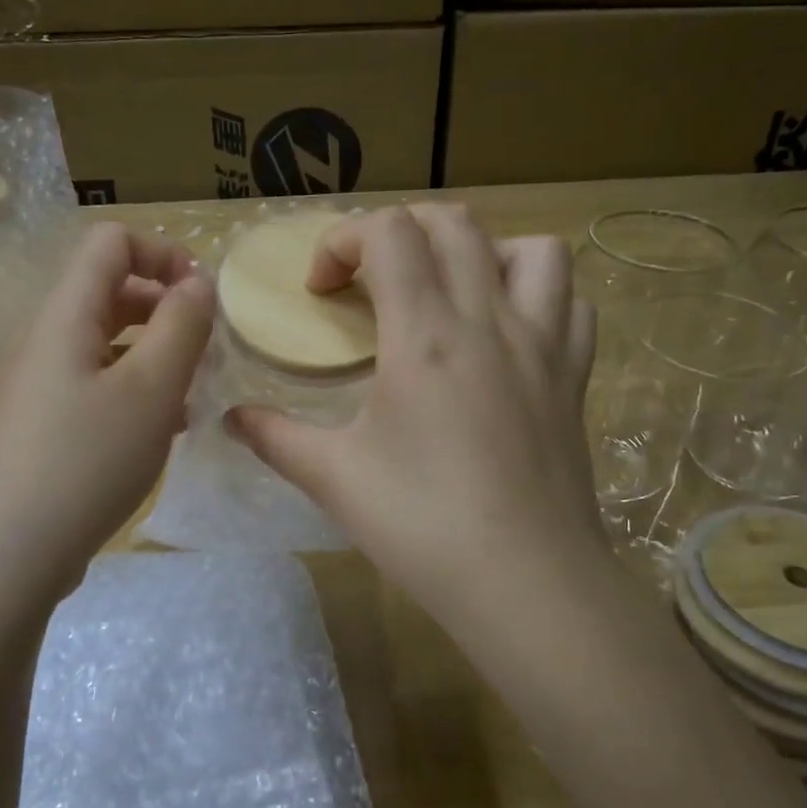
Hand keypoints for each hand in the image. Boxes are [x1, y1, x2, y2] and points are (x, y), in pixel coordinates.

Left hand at [0, 223, 213, 601]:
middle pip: (105, 292)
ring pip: (98, 345)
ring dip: (148, 355)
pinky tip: (152, 434)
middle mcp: (37, 340)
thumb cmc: (84, 463)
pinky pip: (84, 386)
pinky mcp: (28, 427)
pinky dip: (125, 392)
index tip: (204, 299)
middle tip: (202, 353)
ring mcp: (27, 386)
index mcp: (61, 316)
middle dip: (162, 309)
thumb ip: (181, 326)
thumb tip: (195, 284)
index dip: (164, 254)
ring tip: (185, 400)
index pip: (110, 243)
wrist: (0, 560)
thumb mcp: (151, 390)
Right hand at [226, 205, 606, 641]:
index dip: (343, 241)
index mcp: (425, 334)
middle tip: (371, 279)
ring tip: (452, 289)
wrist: (526, 583)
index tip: (321, 292)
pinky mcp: (574, 379)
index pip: (389, 232)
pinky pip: (571, 305)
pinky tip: (510, 332)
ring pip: (533, 250)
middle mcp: (490, 320)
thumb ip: (276, 437)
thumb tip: (231, 419)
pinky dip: (540, 298)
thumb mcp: (334, 479)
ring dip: (484, 251)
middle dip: (400, 231)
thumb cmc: (422, 525)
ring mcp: (544, 346)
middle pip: (454, 224)